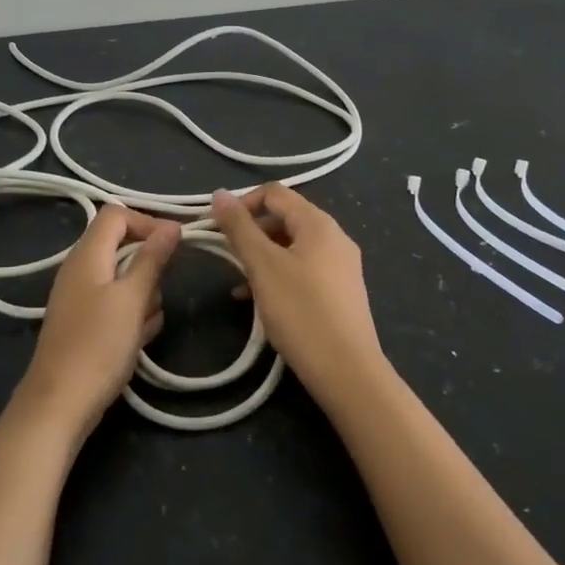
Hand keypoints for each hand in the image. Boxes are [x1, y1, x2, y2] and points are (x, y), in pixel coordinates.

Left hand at [14, 204, 180, 442]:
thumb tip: (172, 226)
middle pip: (124, 248)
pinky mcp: (86, 323)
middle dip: (149, 269)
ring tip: (145, 325)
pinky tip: (138, 341)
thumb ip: (152, 259)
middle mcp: (81, 269)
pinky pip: (118, 307)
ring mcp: (82, 297)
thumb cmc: (98, 345)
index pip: (117, 214)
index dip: (147, 222)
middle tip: (157, 293)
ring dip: (144, 298)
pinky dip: (132, 318)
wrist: (60, 404)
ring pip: (125, 281)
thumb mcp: (132, 298)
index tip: (175, 244)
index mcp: (87, 254)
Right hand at [211, 184, 388, 401]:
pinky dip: (279, 276)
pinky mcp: (341, 292)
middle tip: (227, 257)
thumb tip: (220, 193)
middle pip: (285, 219)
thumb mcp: (263, 266)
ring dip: (262, 258)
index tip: (217, 229)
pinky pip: (304, 270)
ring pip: (292, 247)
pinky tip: (259, 302)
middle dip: (252, 233)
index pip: (274, 193)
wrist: (347, 370)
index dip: (242, 204)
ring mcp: (341, 265)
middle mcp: (335, 237)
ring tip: (239, 285)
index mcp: (318, 223)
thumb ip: (240, 228)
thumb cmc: (301, 312)